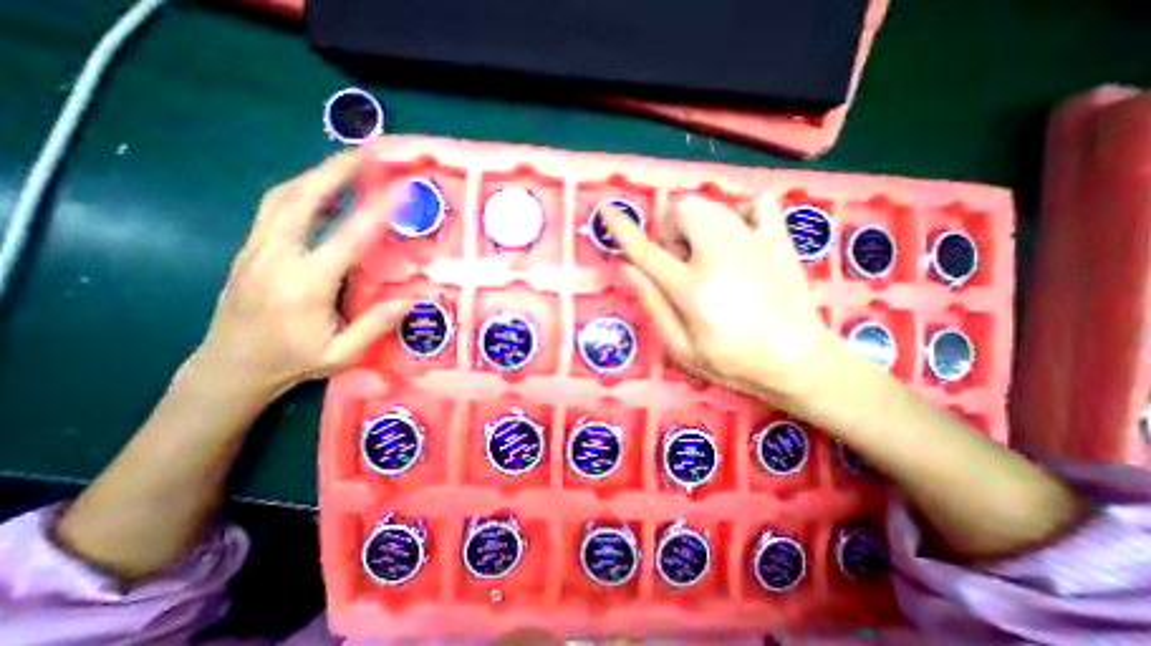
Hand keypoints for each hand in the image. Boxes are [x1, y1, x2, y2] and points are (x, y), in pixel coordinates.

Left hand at [194, 148, 412, 397]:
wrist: (229, 367)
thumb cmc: (291, 361)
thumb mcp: (341, 353)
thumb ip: (376, 324)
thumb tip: (413, 299)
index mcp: (304, 284)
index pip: (346, 238)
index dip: (376, 211)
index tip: (400, 189)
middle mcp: (275, 257)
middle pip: (301, 199)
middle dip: (335, 171)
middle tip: (366, 153)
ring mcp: (256, 249)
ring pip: (282, 197)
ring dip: (317, 175)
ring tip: (347, 162)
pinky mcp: (250, 249)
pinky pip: (275, 208)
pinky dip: (301, 189)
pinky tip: (320, 188)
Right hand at [607, 195, 843, 400]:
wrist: (800, 362)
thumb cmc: (733, 362)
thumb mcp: (681, 348)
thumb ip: (652, 305)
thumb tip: (626, 268)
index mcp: (691, 289)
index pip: (646, 251)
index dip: (622, 229)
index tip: (606, 210)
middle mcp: (719, 256)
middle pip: (682, 211)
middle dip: (671, 230)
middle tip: (681, 261)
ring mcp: (753, 243)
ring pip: (711, 204)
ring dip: (697, 223)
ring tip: (707, 254)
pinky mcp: (779, 241)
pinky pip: (757, 203)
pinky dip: (740, 212)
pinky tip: (739, 237)